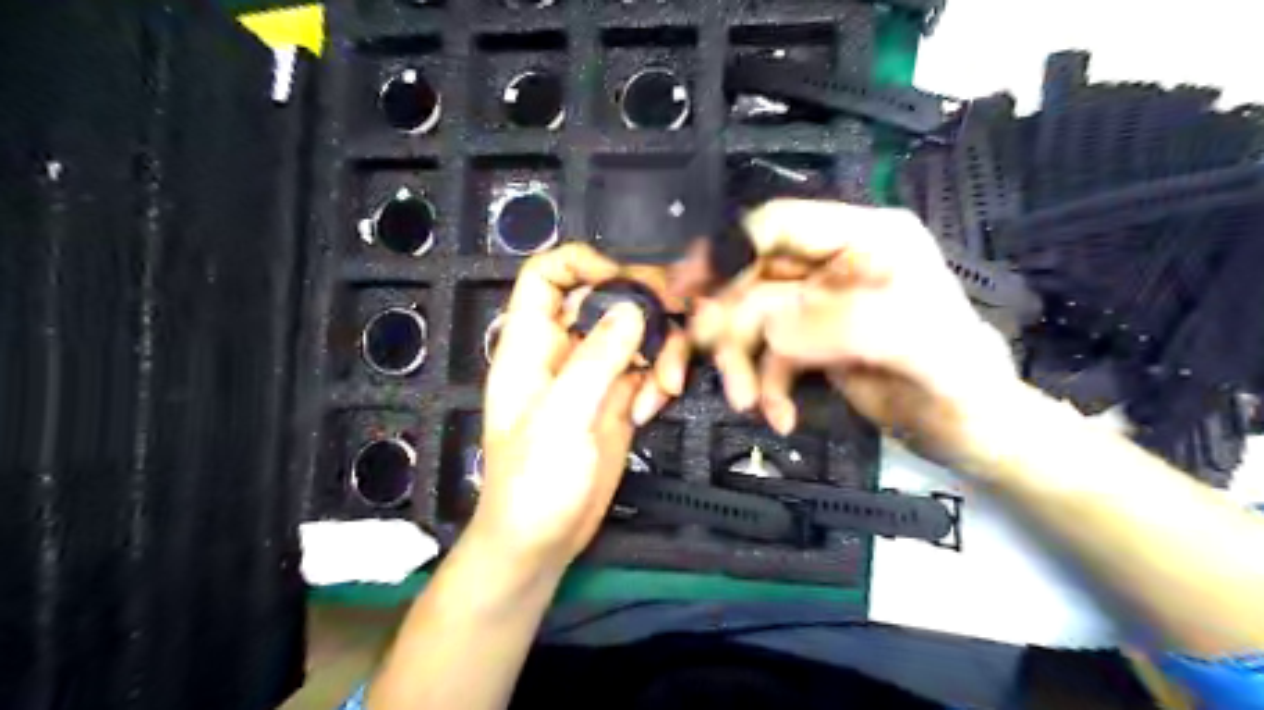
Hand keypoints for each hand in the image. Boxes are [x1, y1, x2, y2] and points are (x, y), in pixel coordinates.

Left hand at [473, 243, 690, 571]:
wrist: (542, 539)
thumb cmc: (534, 482)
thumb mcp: (562, 417)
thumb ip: (596, 360)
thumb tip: (633, 309)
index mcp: (532, 343)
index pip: (547, 275)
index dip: (584, 265)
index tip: (624, 282)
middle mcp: (565, 350)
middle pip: (606, 298)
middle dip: (645, 306)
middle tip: (678, 319)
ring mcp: (594, 374)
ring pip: (636, 333)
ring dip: (660, 351)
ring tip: (666, 387)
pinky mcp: (618, 399)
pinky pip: (647, 369)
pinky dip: (659, 381)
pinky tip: (654, 408)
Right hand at [687, 200, 1019, 461]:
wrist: (972, 431)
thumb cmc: (960, 380)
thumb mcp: (916, 345)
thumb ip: (845, 326)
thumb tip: (772, 331)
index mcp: (866, 239)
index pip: (781, 225)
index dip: (730, 248)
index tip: (689, 285)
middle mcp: (834, 265)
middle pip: (754, 278)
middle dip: (731, 325)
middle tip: (718, 362)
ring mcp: (819, 307)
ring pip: (752, 321)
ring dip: (740, 362)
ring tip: (746, 402)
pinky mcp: (811, 344)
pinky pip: (766, 357)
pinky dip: (763, 386)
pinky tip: (777, 416)